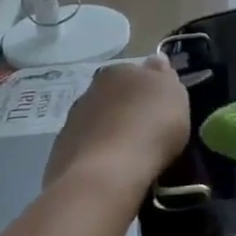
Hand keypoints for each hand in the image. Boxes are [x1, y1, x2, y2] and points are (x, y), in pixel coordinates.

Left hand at [44, 54, 189, 197]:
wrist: (106, 175)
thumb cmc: (150, 128)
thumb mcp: (175, 96)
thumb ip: (165, 76)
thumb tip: (156, 60)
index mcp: (118, 71)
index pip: (136, 72)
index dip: (150, 89)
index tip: (161, 108)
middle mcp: (90, 90)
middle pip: (114, 96)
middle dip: (127, 109)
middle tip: (147, 131)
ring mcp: (71, 122)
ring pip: (97, 123)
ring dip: (110, 133)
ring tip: (129, 156)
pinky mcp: (60, 153)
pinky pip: (86, 149)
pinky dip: (97, 156)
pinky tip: (110, 172)